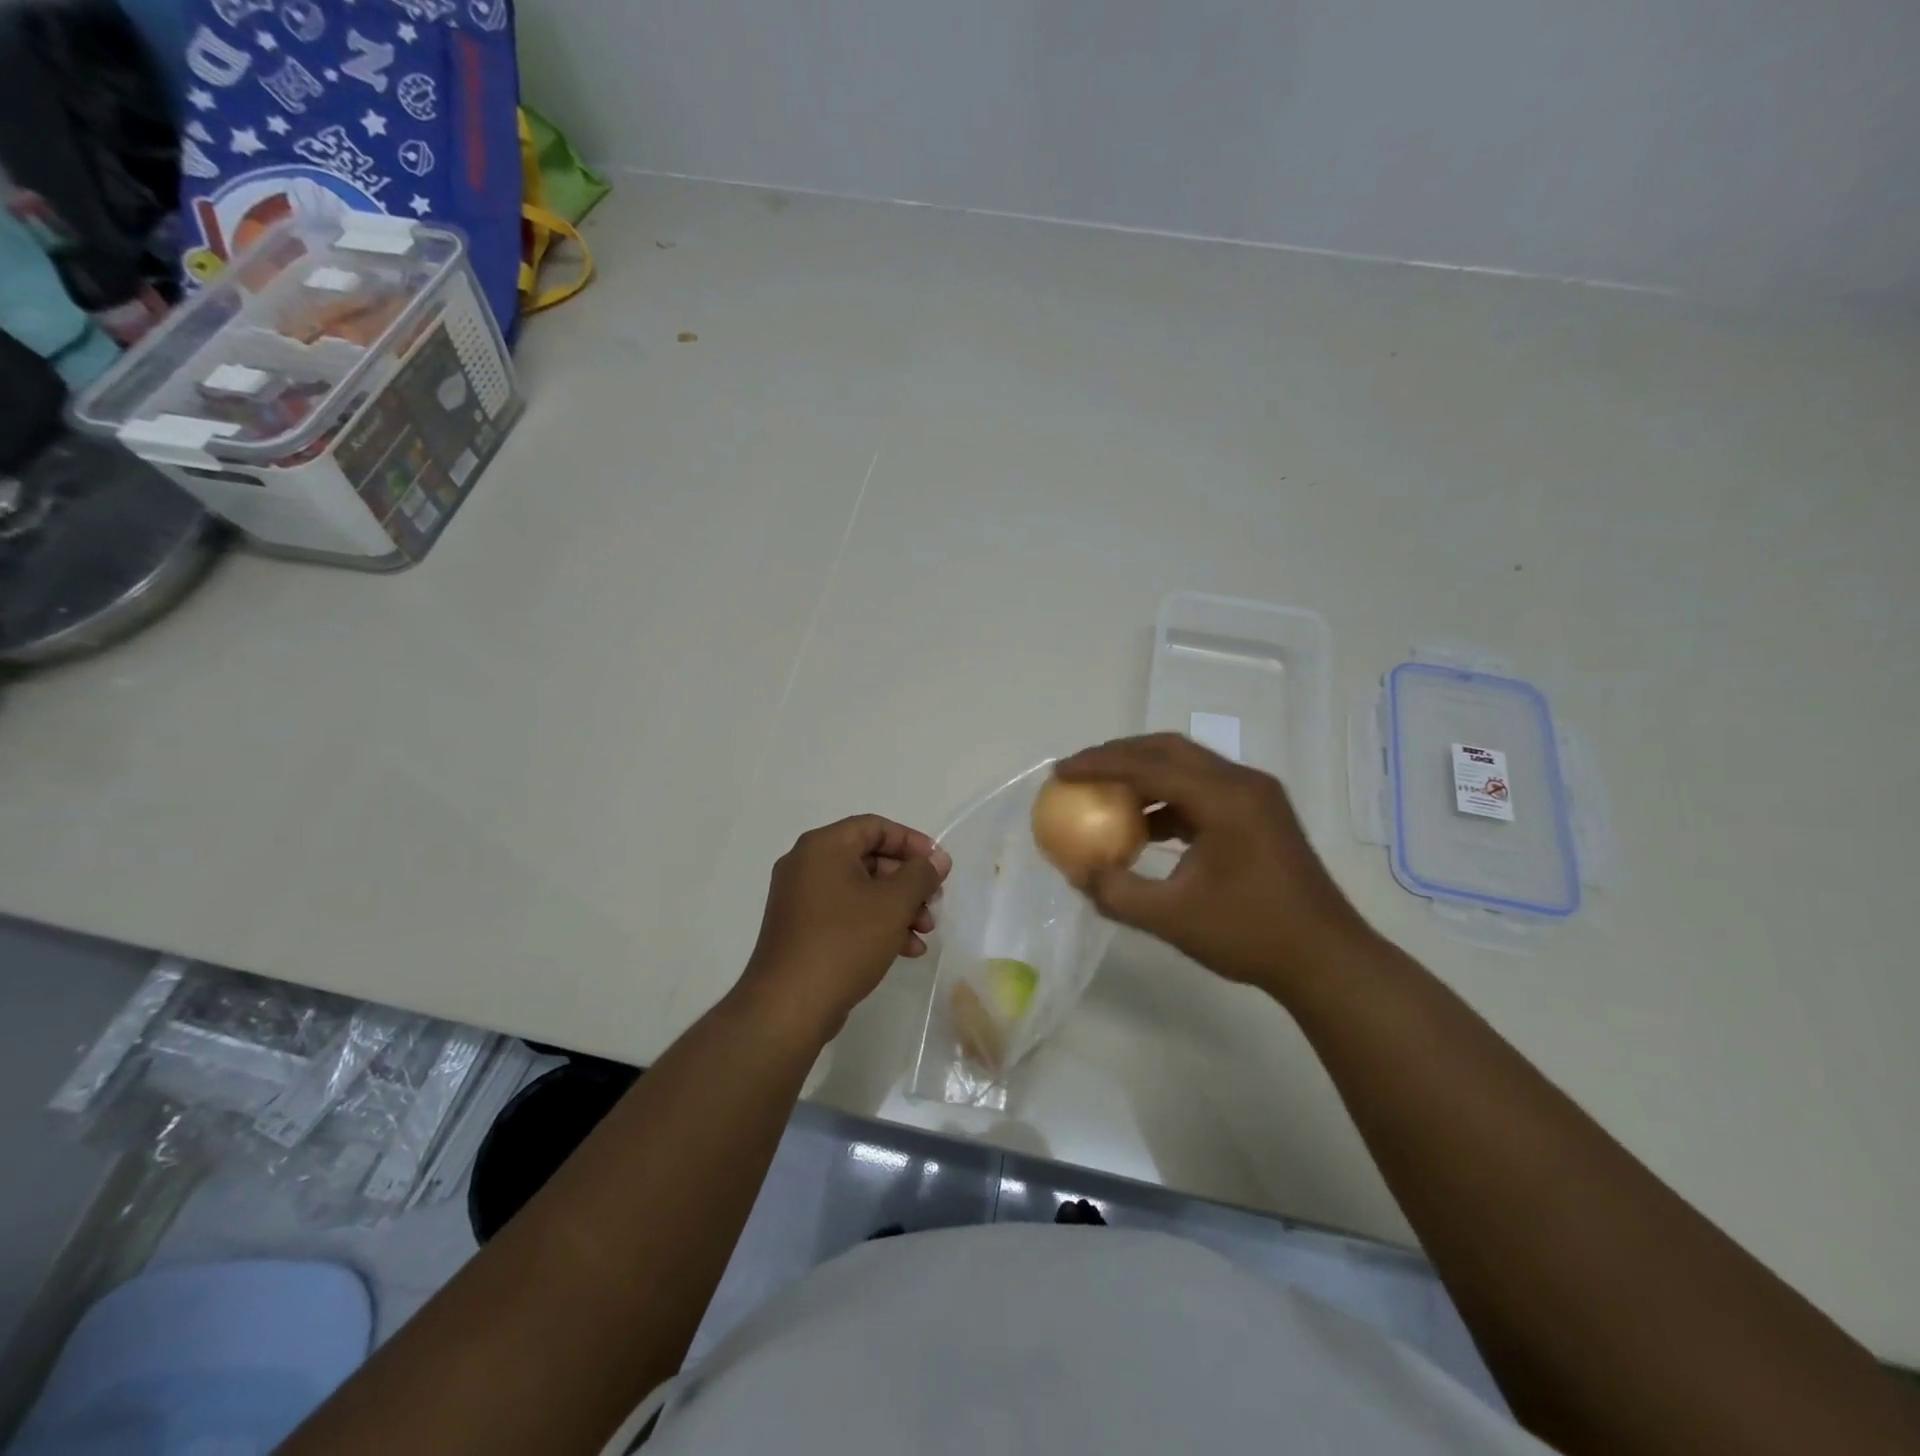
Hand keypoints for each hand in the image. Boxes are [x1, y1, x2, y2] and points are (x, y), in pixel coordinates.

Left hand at [736, 815, 951, 1042]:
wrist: (789, 1006)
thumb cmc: (844, 942)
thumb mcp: (893, 904)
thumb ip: (921, 875)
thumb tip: (937, 859)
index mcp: (823, 847)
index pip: (875, 827)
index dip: (912, 842)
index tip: (938, 865)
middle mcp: (806, 865)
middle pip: (869, 859)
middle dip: (908, 882)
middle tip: (934, 903)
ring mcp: (801, 899)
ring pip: (861, 890)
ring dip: (897, 907)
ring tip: (925, 932)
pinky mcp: (802, 930)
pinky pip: (846, 914)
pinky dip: (876, 924)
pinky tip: (905, 950)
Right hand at [1054, 734, 1371, 1000]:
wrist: (1326, 958)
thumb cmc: (1251, 935)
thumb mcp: (1172, 919)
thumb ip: (1117, 893)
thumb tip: (1075, 872)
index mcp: (1224, 799)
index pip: (1149, 766)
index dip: (1099, 764)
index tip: (1061, 772)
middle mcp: (1242, 782)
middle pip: (1168, 750)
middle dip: (1118, 755)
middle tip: (1079, 771)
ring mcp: (1255, 795)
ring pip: (1187, 764)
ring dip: (1143, 774)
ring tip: (1104, 794)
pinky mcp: (1259, 811)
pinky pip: (1202, 787)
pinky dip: (1167, 796)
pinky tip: (1144, 827)